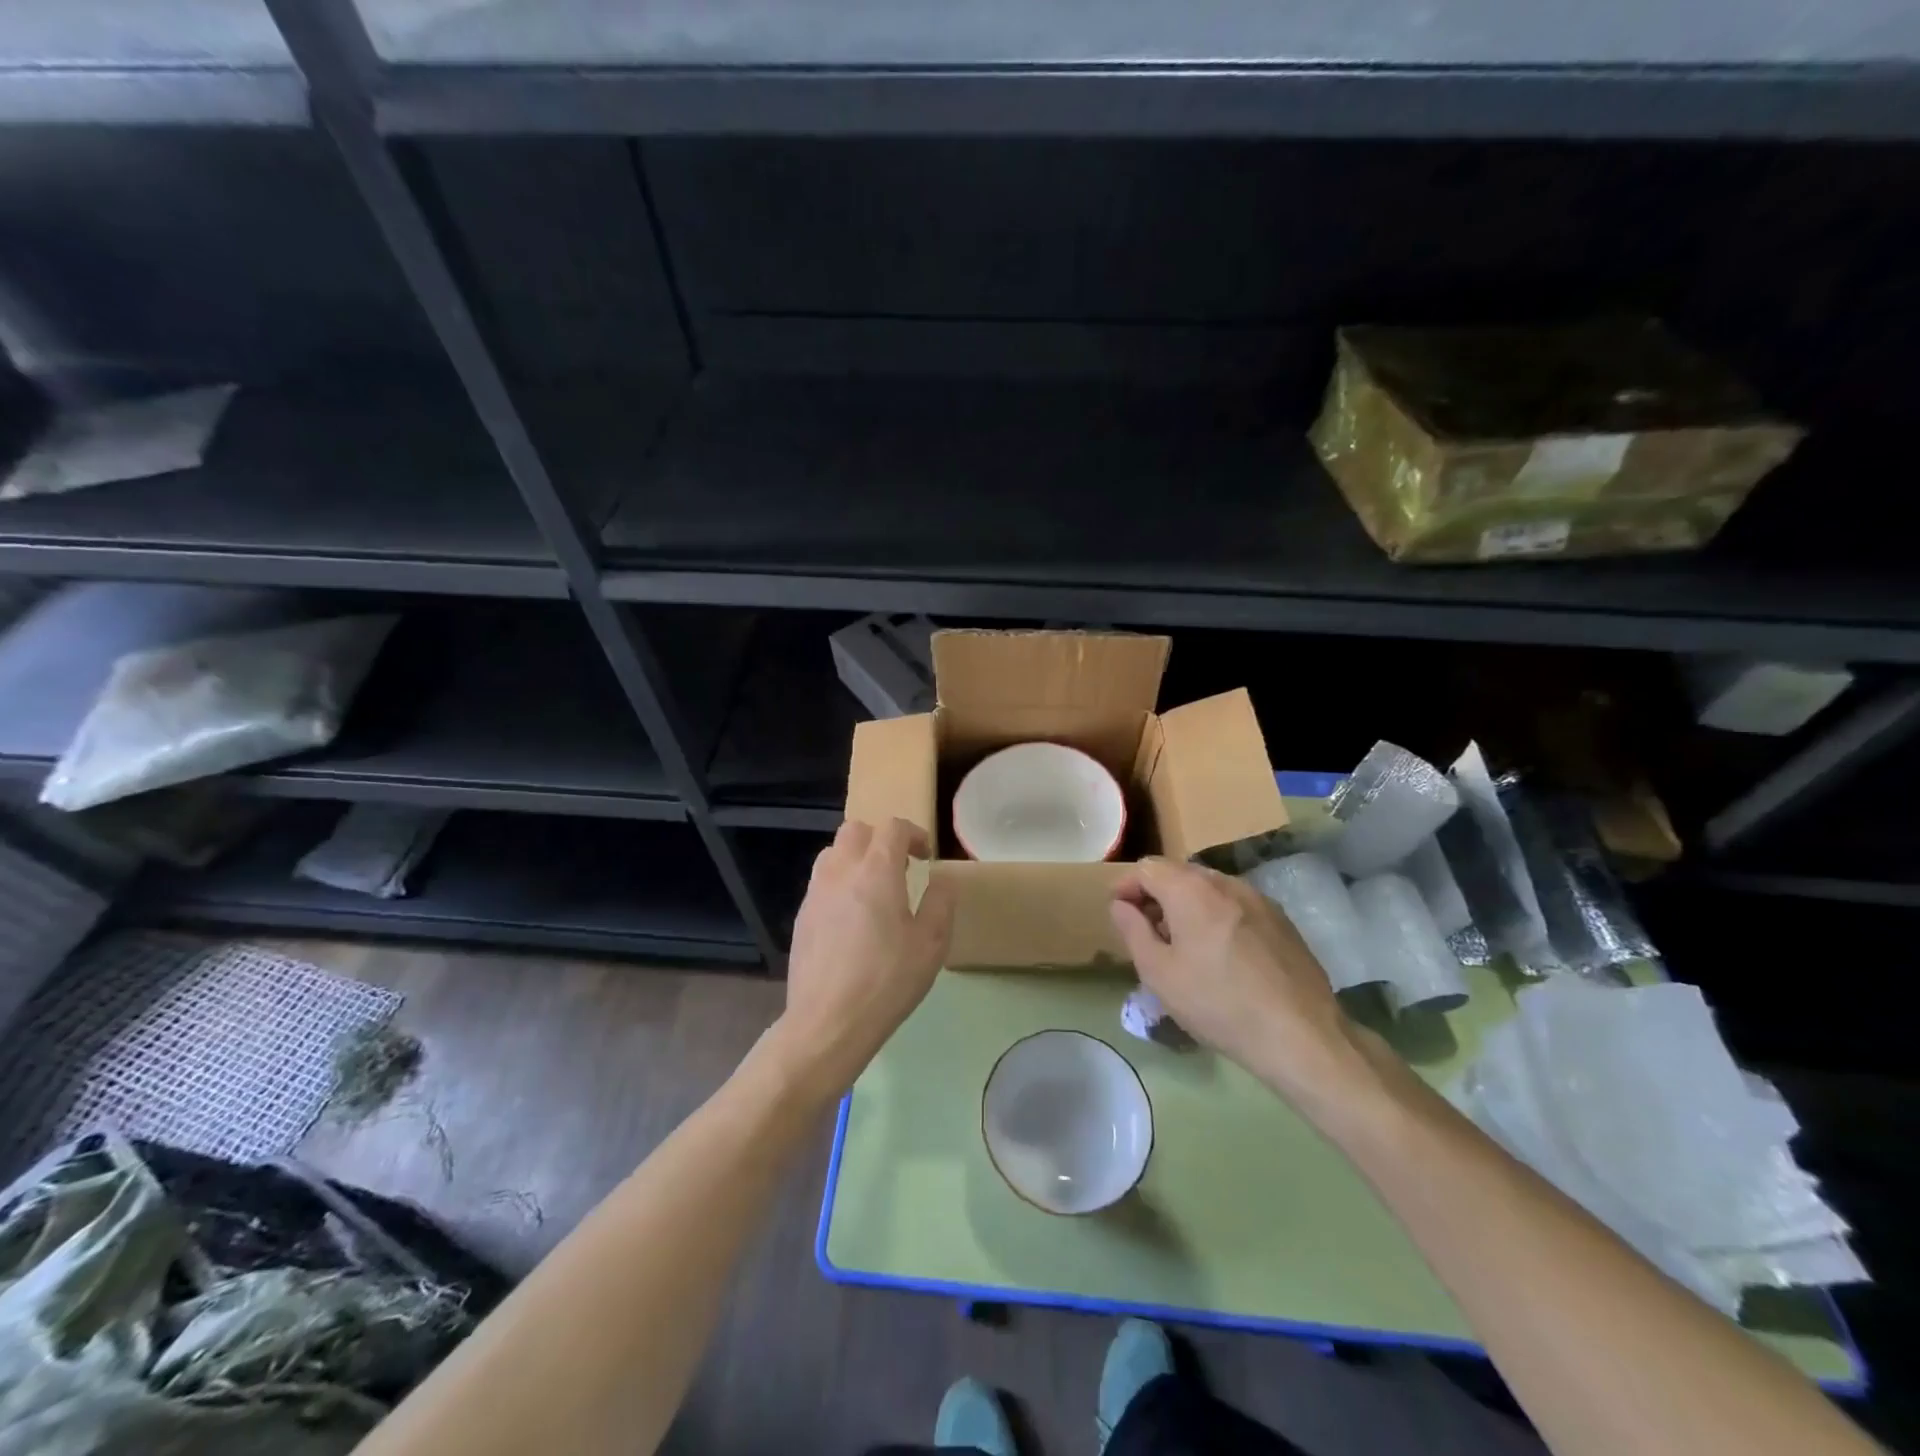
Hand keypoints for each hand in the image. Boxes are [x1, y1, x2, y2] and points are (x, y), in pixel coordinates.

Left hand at [775, 818, 955, 1097]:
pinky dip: (840, 883)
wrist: (828, 1022)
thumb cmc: (887, 980)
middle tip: (900, 867)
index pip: (892, 827)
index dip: (914, 834)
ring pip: (833, 853)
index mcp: (876, 871)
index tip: (925, 857)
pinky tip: (852, 918)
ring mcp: (816, 893)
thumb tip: (941, 880)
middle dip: (881, 839)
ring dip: (856, 858)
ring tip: (874, 889)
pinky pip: (822, 882)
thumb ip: (940, 902)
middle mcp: (841, 871)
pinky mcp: (802, 916)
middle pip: (856, 830)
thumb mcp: (931, 944)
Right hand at [1109, 858, 1385, 1107]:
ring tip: (1184, 946)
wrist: (1301, 1035)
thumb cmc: (1218, 1003)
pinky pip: (1236, 905)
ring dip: (1188, 906)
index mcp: (1191, 889)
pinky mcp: (1281, 920)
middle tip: (1148, 933)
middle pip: (1179, 874)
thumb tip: (1121, 905)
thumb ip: (1133, 930)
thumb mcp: (1159, 973)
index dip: (1127, 886)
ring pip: (1210, 889)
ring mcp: (1259, 899)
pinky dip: (1217, 917)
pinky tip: (1221, 955)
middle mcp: (1225, 882)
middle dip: (1157, 896)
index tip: (1119, 913)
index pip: (1147, 867)